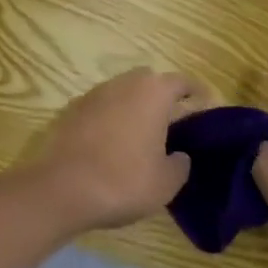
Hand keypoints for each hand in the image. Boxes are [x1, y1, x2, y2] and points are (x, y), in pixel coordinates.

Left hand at [20, 68, 201, 235]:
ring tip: (142, 134)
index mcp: (152, 93)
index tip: (206, 103)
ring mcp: (94, 93)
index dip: (196, 91)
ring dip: (134, 106)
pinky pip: (101, 106)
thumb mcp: (166, 183)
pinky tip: (112, 143)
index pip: (181, 81)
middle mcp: (123, 83)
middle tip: (173, 122)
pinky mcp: (72, 109)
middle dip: (162, 96)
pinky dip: (111, 117)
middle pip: (149, 80)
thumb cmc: (123, 181)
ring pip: (122, 91)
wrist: (62, 187)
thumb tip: (178, 155)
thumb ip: (180, 164)